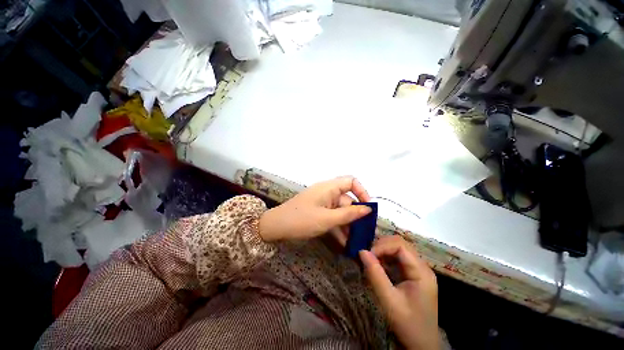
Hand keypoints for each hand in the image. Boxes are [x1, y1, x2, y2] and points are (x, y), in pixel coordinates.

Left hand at [258, 176, 370, 241]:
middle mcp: (327, 192)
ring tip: (356, 241)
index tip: (368, 208)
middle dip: (355, 216)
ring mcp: (322, 202)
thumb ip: (348, 214)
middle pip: (347, 200)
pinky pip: (332, 216)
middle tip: (364, 233)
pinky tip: (344, 242)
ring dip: (347, 225)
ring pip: (340, 211)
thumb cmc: (301, 220)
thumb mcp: (327, 219)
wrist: (276, 227)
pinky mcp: (318, 211)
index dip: (362, 192)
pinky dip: (338, 227)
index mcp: (329, 187)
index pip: (351, 181)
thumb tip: (368, 209)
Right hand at [360, 236, 438, 349]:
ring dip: (382, 250)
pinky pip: (397, 257)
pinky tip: (377, 264)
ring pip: (398, 248)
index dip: (382, 245)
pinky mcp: (412, 273)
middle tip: (366, 255)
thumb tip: (361, 251)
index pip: (401, 245)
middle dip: (381, 246)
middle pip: (400, 244)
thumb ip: (375, 275)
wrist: (422, 345)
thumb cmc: (408, 325)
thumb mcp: (389, 301)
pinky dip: (385, 257)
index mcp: (421, 271)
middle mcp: (422, 266)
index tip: (367, 254)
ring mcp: (418, 269)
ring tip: (370, 259)